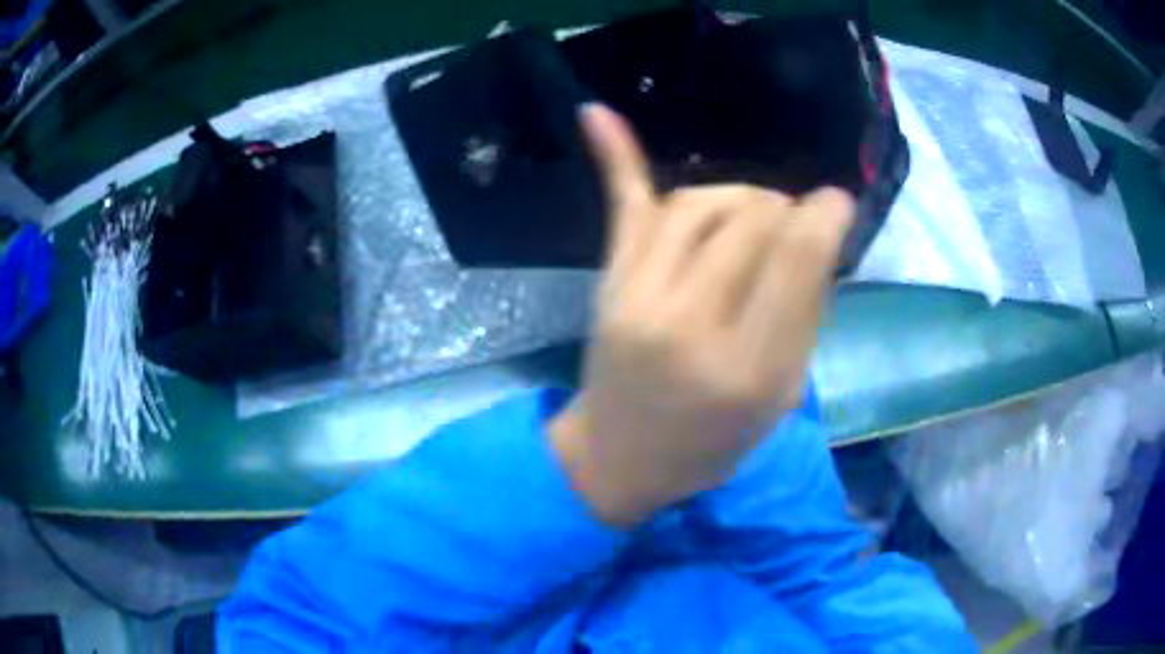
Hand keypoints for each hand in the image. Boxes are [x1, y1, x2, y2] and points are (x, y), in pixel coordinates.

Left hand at [551, 105, 854, 526]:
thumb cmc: (711, 443)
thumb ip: (804, 316)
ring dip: (739, 197)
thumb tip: (818, 232)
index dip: (823, 216)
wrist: (620, 458)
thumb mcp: (780, 398)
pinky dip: (616, 155)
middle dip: (783, 211)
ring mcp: (639, 297)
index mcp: (749, 370)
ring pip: (701, 204)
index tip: (836, 202)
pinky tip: (596, 113)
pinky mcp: (609, 282)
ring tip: (753, 215)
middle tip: (791, 230)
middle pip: (751, 220)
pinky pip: (621, 207)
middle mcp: (691, 324)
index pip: (796, 259)